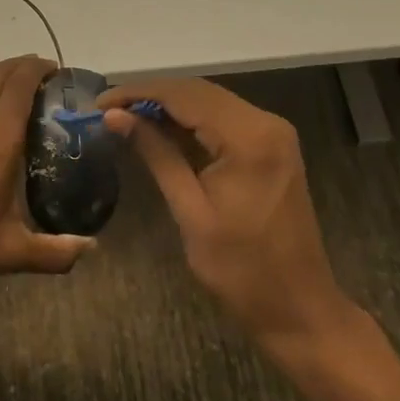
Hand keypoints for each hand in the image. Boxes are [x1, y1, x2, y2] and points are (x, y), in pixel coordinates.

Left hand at [0, 34, 92, 299]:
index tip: (59, 72)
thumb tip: (94, 248)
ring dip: (3, 67)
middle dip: (26, 67)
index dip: (40, 73)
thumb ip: (56, 251)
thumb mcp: (11, 253)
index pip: (21, 90)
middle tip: (48, 73)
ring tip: (23, 67)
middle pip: (2, 78)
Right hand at [98, 77, 346, 348]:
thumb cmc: (241, 270)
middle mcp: (265, 122)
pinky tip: (161, 130)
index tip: (100, 103)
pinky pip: (223, 119)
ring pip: (210, 101)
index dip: (138, 93)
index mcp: (249, 138)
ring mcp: (272, 133)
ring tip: (125, 116)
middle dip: (151, 96)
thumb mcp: (190, 211)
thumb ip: (156, 155)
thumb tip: (115, 117)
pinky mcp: (271, 146)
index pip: (184, 96)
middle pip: (198, 91)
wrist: (300, 309)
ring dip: (168, 105)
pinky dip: (190, 120)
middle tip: (108, 110)